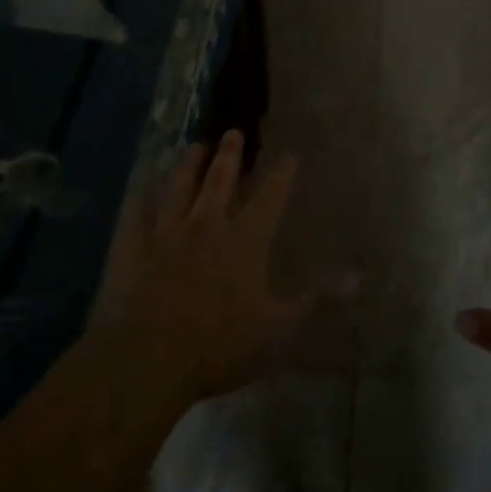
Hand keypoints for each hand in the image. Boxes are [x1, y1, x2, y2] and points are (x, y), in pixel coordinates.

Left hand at [88, 131, 341, 407]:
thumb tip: (358, 277)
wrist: (148, 359)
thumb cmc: (221, 346)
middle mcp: (207, 225)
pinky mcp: (132, 247)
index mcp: (245, 241)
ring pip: (179, 188)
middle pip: (220, 182)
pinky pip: (137, 212)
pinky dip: (141, 195)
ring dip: (188, 166)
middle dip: (230, 156)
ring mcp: (166, 233)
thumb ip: (318, 300)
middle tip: (233, 133)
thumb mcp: (281, 329)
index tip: (290, 155)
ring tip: (195, 146)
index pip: (270, 198)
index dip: (282, 175)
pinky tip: (142, 185)